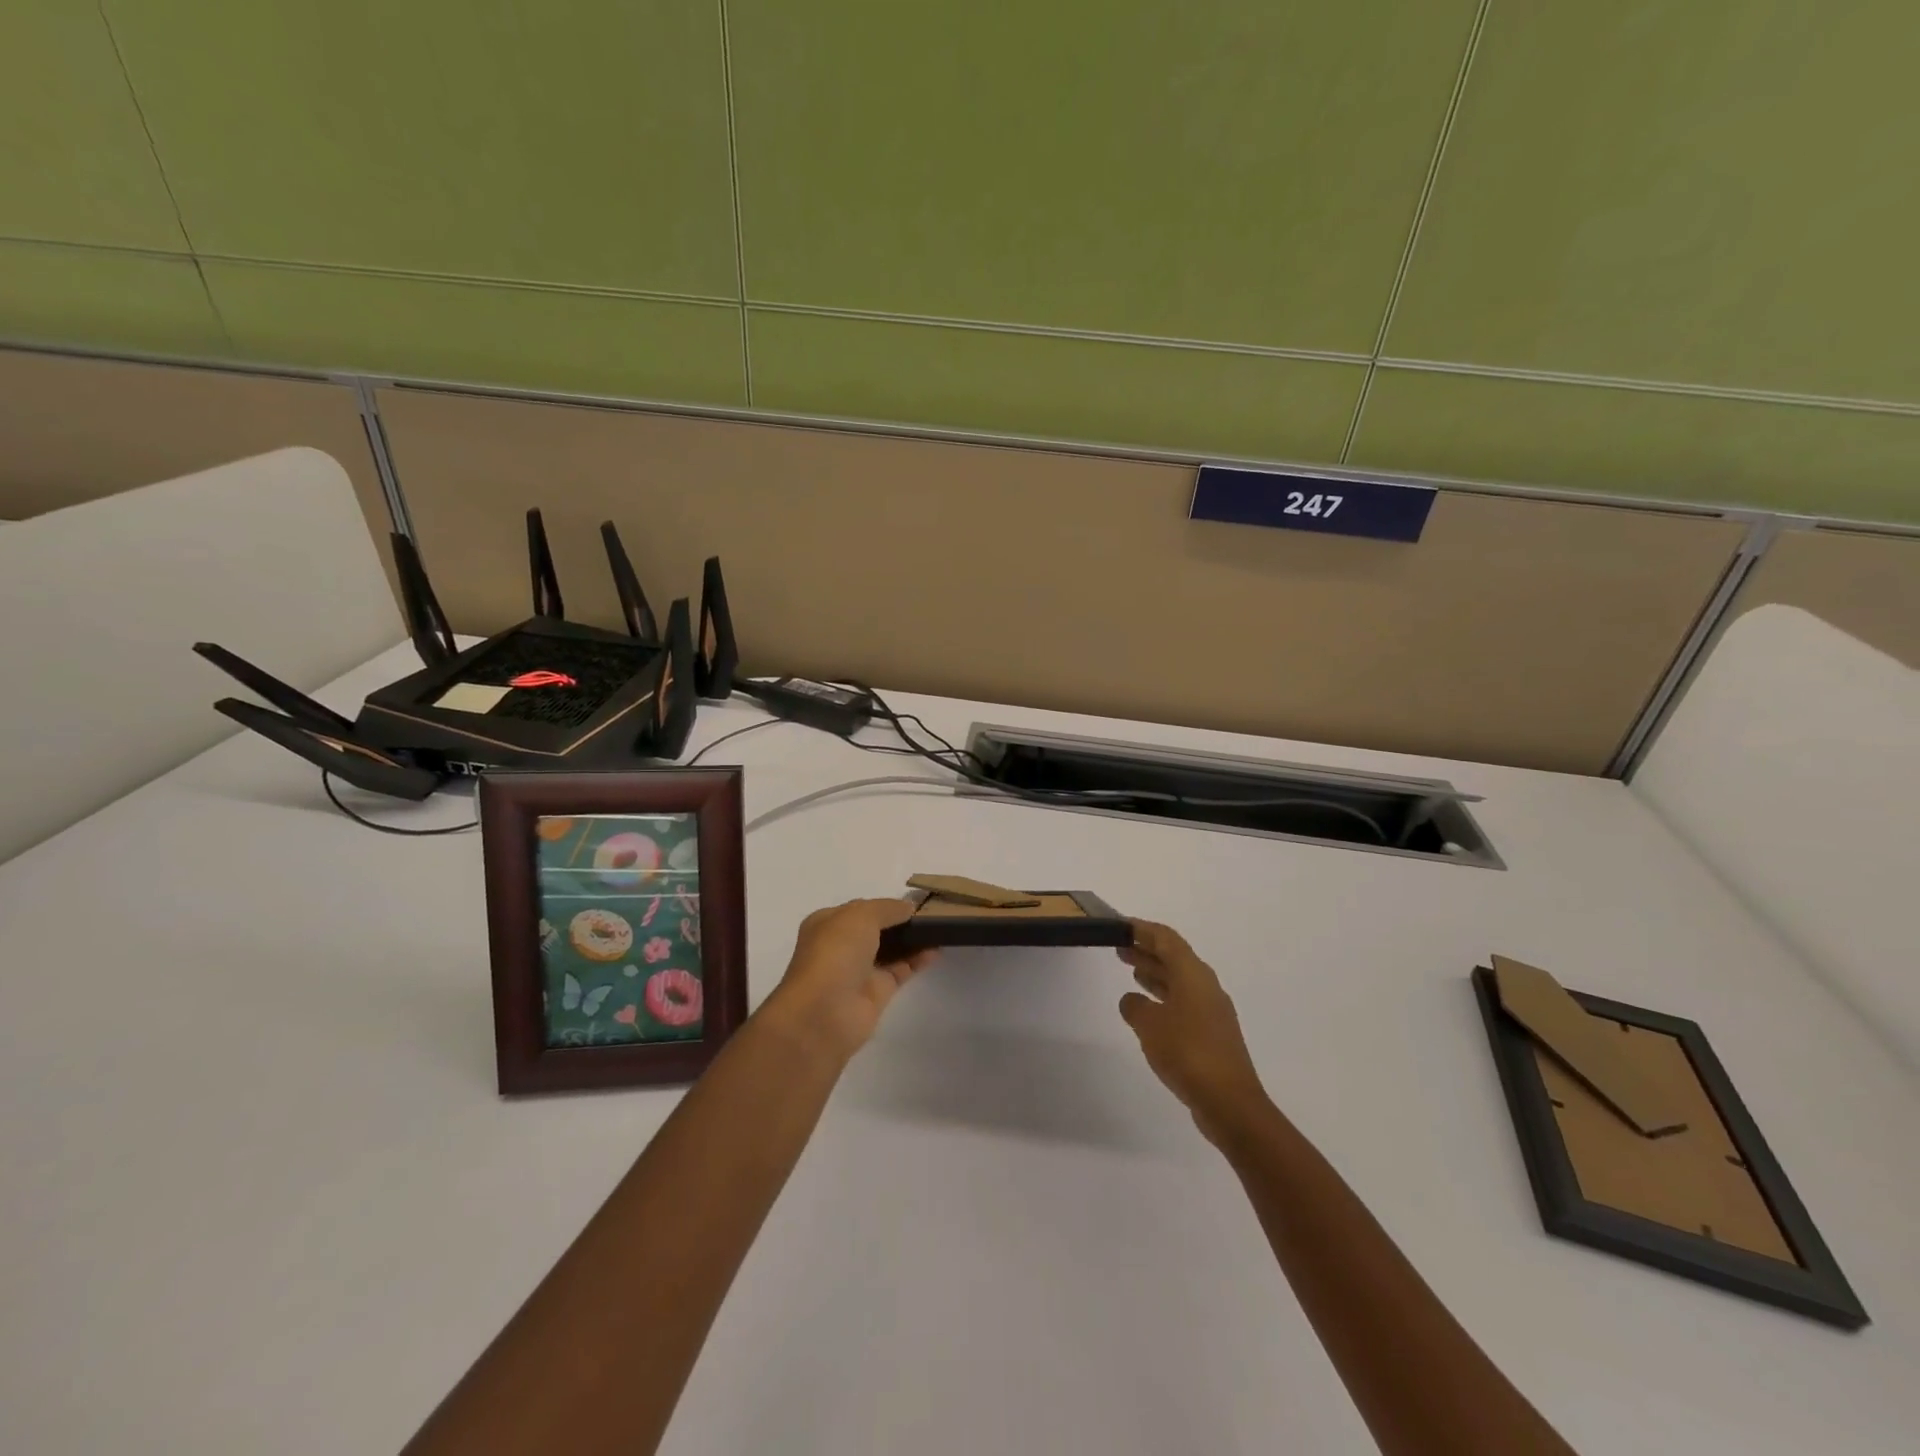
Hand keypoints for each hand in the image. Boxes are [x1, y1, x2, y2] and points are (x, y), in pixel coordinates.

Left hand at [762, 899, 937, 1062]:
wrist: (824, 1012)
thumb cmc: (836, 953)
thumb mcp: (860, 915)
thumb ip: (887, 908)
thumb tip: (908, 908)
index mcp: (827, 923)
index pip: (860, 908)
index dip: (884, 904)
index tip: (912, 900)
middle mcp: (841, 946)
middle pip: (876, 929)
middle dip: (899, 922)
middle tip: (931, 913)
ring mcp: (859, 970)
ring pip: (890, 950)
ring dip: (911, 939)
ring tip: (939, 927)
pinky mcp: (877, 992)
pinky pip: (901, 969)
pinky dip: (918, 959)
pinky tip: (937, 949)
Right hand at [1119, 920, 1269, 1143]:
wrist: (1229, 1102)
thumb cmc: (1187, 1052)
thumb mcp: (1150, 1025)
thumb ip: (1135, 1007)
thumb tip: (1132, 1000)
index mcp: (1193, 974)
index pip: (1166, 939)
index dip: (1143, 929)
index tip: (1120, 925)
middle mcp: (1205, 986)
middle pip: (1174, 958)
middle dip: (1147, 951)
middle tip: (1120, 947)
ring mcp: (1211, 1011)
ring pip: (1179, 981)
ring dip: (1155, 974)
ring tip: (1131, 971)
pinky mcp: (1212, 1034)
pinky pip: (1183, 1003)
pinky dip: (1164, 998)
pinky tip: (1148, 1010)